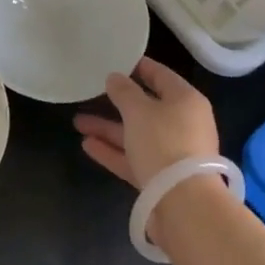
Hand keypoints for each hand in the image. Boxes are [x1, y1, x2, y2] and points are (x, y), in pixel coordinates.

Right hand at [72, 57, 219, 190]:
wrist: (183, 203)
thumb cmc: (164, 143)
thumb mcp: (139, 111)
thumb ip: (124, 92)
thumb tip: (115, 78)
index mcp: (186, 101)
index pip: (162, 76)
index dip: (140, 67)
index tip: (118, 60)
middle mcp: (183, 124)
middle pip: (146, 108)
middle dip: (116, 103)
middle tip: (90, 93)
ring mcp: (172, 153)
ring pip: (136, 135)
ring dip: (108, 128)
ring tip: (78, 121)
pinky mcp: (160, 178)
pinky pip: (133, 158)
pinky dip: (112, 151)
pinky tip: (87, 145)